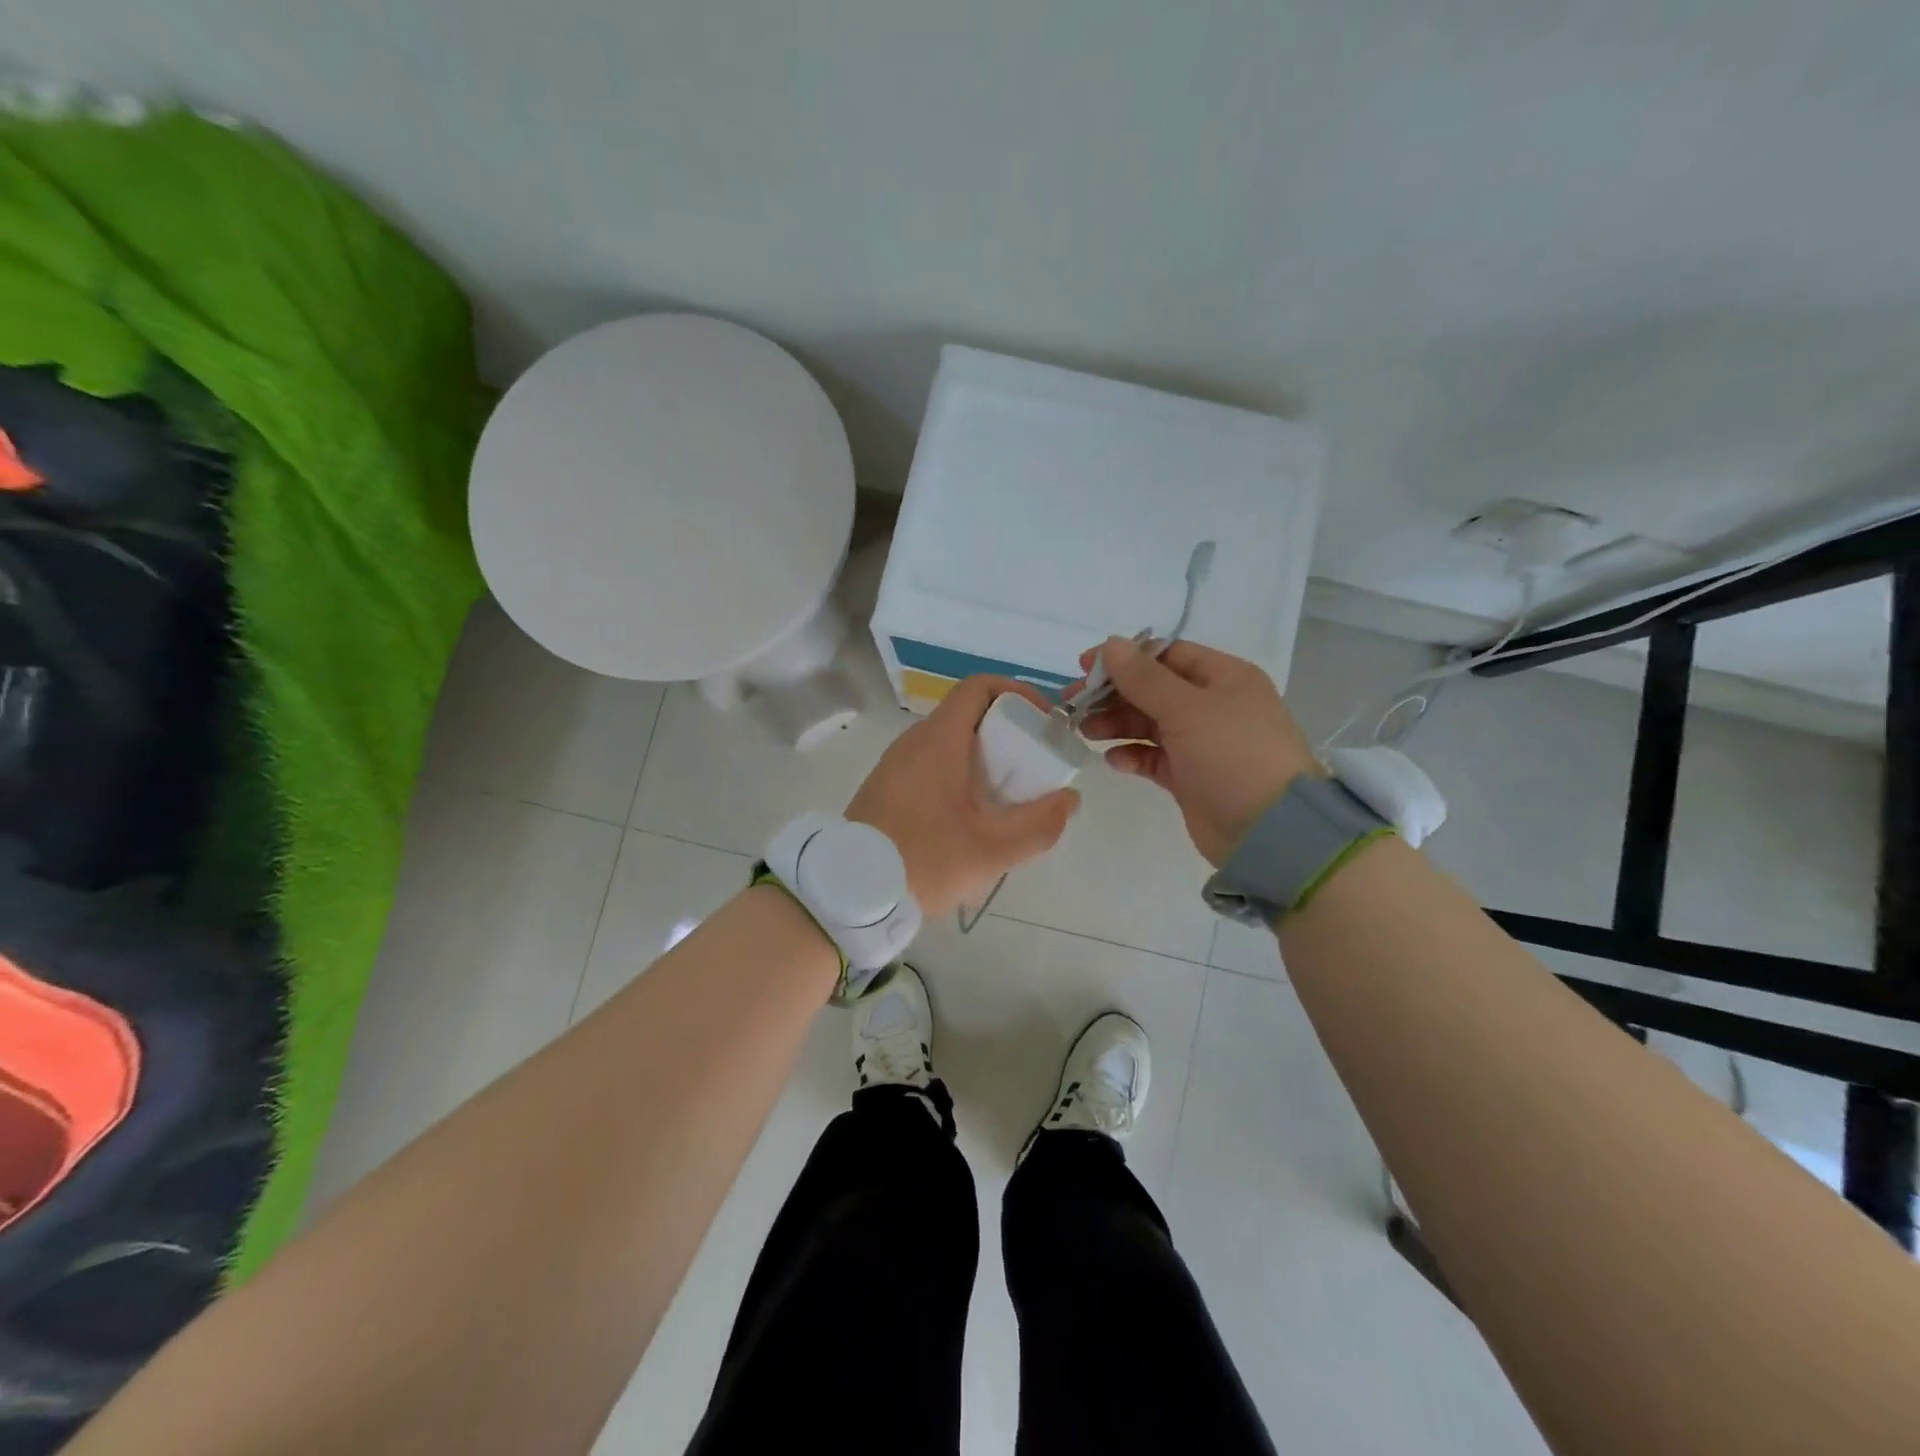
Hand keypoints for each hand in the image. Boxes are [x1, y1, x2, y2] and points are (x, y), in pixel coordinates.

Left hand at [847, 676, 1080, 917]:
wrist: (848, 892)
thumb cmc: (923, 860)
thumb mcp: (992, 849)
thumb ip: (1039, 824)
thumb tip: (1068, 799)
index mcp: (939, 740)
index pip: (979, 687)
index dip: (1017, 693)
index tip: (1042, 722)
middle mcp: (914, 741)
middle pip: (968, 715)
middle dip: (1007, 732)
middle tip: (1033, 767)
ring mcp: (895, 764)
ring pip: (949, 742)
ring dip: (983, 757)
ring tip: (1007, 797)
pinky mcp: (885, 787)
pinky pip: (930, 765)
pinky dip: (959, 774)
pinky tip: (970, 816)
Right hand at [1074, 637, 1318, 864]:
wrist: (1269, 832)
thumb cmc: (1233, 756)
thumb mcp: (1188, 709)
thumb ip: (1144, 678)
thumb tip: (1110, 644)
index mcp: (1224, 678)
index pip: (1166, 655)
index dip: (1125, 658)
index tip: (1085, 668)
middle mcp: (1213, 705)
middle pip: (1153, 689)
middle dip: (1113, 694)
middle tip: (1073, 704)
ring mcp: (1202, 743)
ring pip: (1149, 723)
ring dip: (1116, 724)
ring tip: (1086, 732)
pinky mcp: (1190, 776)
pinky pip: (1153, 757)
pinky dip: (1132, 755)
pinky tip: (1114, 760)